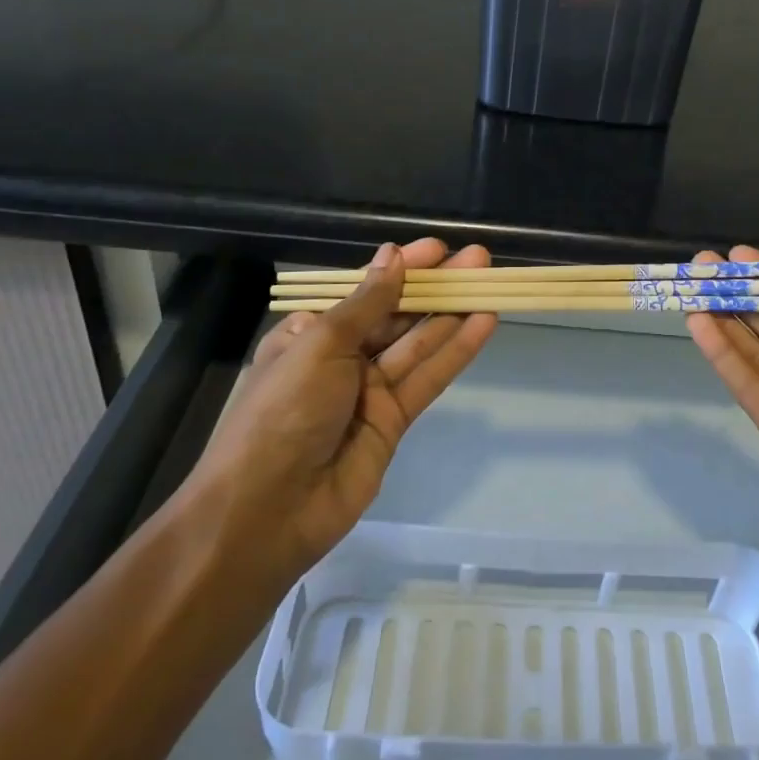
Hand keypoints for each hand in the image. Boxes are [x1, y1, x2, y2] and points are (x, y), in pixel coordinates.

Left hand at [185, 238, 497, 576]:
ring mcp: (369, 391)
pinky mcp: (394, 422)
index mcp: (311, 333)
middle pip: (396, 315)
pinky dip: (456, 352)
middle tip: (478, 260)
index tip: (439, 249)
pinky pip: (428, 378)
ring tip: (490, 283)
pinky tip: (483, 324)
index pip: (365, 290)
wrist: (268, 510)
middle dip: (435, 287)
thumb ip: (367, 303)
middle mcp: (340, 358)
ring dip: (453, 313)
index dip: (402, 268)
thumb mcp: (321, 345)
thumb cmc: (284, 411)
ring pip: (418, 344)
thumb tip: (392, 257)